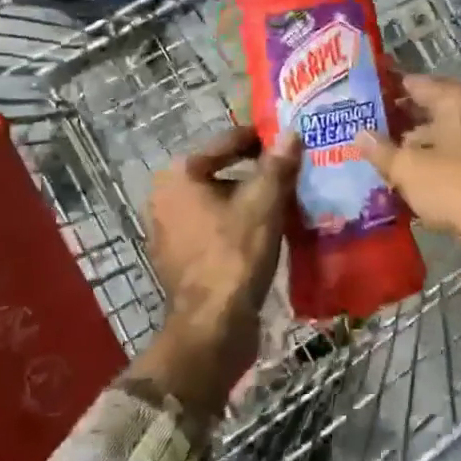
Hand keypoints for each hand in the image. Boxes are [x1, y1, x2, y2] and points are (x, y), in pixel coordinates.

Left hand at [136, 126, 300, 418]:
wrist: (212, 328)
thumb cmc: (235, 255)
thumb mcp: (263, 204)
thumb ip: (277, 165)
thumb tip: (291, 132)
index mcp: (178, 175)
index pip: (227, 142)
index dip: (262, 140)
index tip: (291, 141)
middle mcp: (165, 197)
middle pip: (221, 172)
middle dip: (257, 172)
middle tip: (294, 171)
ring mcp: (169, 230)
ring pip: (219, 202)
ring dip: (250, 200)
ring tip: (288, 200)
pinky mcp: (180, 258)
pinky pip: (215, 228)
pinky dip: (239, 225)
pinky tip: (268, 231)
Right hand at [357, 75, 460, 325]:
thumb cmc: (453, 185)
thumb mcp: (407, 167)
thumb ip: (381, 149)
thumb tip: (360, 134)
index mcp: (457, 102)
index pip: (417, 83)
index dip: (390, 86)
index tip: (365, 92)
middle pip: (432, 112)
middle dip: (401, 122)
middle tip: (368, 129)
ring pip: (444, 142)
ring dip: (417, 150)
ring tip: (383, 160)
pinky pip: (455, 166)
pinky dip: (433, 171)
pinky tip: (410, 186)